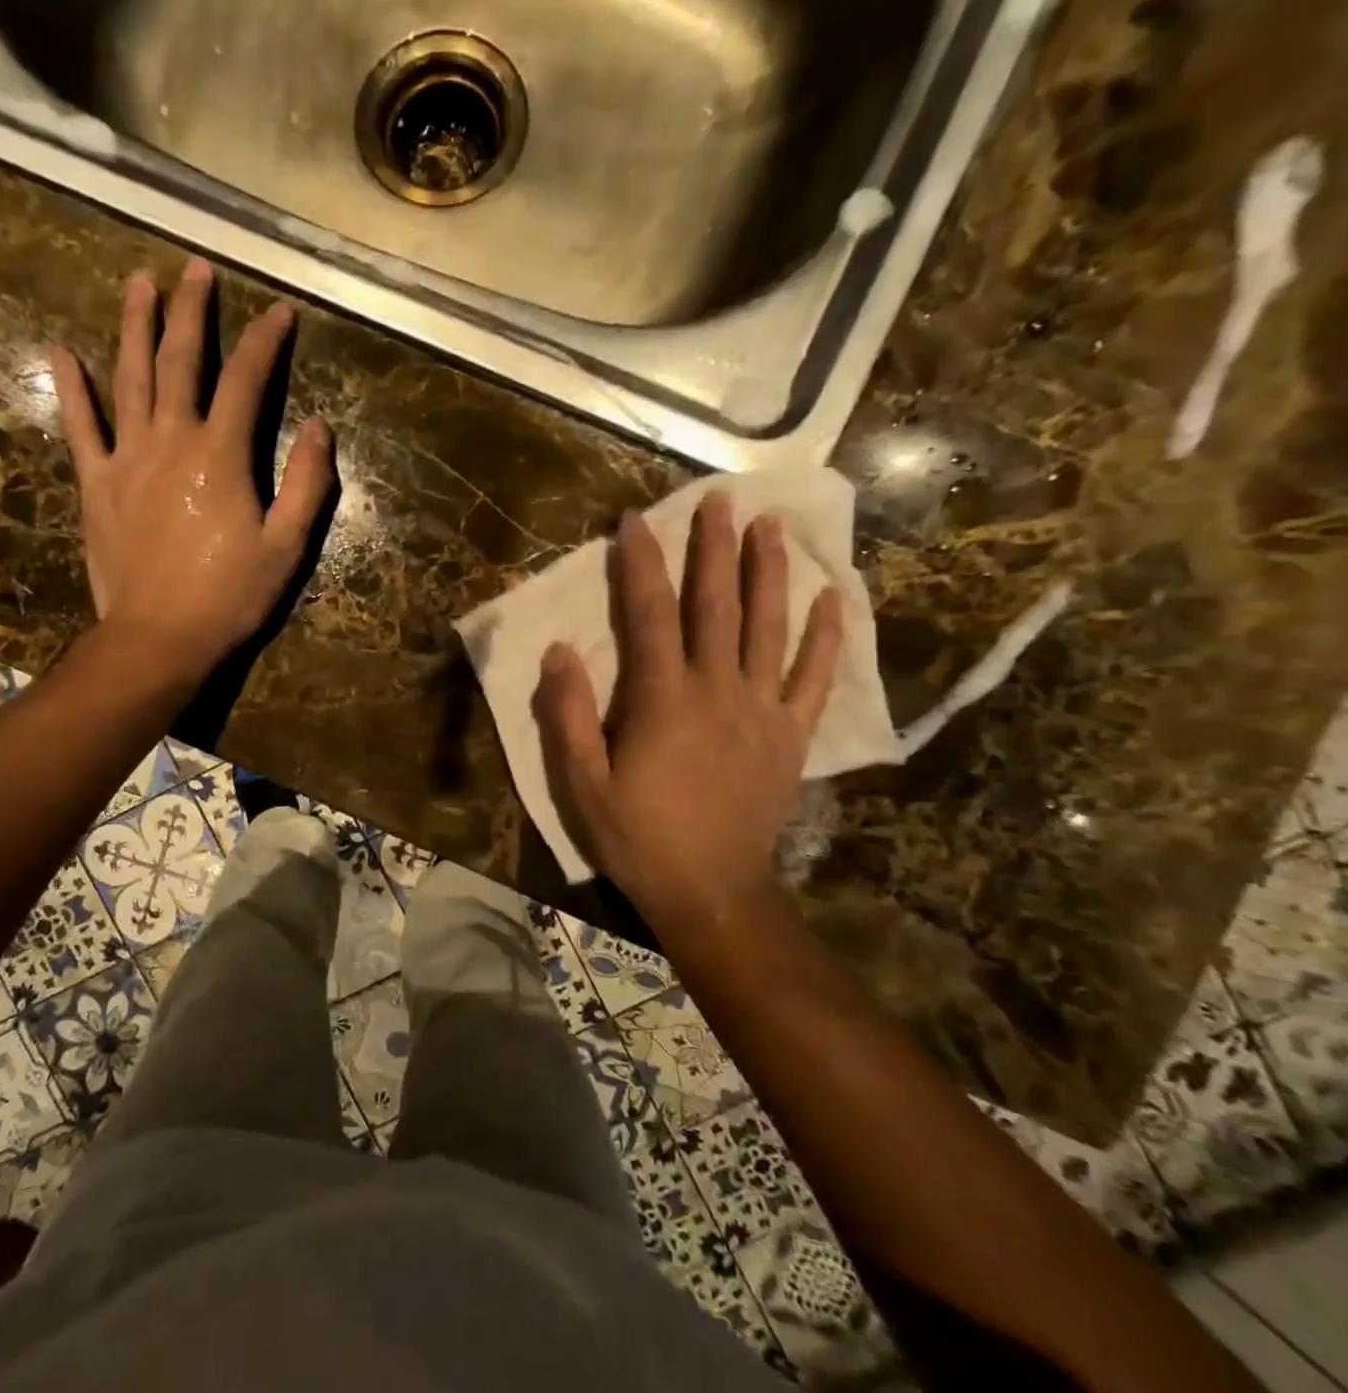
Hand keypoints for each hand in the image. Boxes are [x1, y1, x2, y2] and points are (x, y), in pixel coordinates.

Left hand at [51, 259, 334, 672]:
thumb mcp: (287, 547)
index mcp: (222, 454)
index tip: (280, 313)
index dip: (267, 343)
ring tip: (140, 283)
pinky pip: (80, 427)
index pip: (248, 381)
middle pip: (182, 361)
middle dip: (193, 311)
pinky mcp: (97, 483)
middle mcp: (172, 440)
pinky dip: (71, 388)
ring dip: (135, 327)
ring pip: (130, 378)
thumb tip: (321, 428)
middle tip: (196, 269)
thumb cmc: (230, 596)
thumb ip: (308, 484)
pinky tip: (61, 352)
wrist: (160, 636)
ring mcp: (127, 458)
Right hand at [532, 494, 843, 939]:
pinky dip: (825, 637)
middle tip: (719, 500)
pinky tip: (834, 598)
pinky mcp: (791, 735)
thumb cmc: (639, 838)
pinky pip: (813, 677)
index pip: (650, 615)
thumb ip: (568, 716)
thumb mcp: (582, 784)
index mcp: (663, 700)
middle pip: (716, 606)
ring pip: (768, 627)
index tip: (636, 522)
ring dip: (769, 573)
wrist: (712, 893)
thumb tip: (559, 652)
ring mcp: (762, 710)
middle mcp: (718, 690)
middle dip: (713, 549)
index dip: (641, 565)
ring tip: (771, 526)